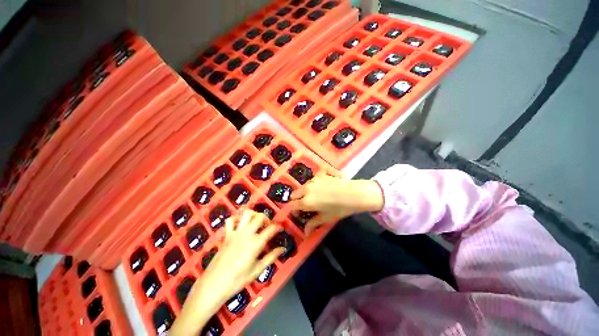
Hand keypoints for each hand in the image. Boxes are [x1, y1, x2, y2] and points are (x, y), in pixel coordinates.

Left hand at [170, 210, 283, 335]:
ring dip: (253, 214)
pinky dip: (236, 219)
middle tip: (268, 225)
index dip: (278, 227)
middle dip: (267, 218)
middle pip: (260, 217)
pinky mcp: (226, 235)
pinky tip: (240, 225)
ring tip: (256, 222)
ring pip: (246, 214)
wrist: (213, 285)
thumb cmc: (237, 280)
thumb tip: (283, 249)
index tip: (281, 228)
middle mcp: (247, 234)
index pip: (271, 229)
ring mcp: (235, 233)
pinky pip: (230, 221)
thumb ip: (271, 257)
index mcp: (256, 243)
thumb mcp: (257, 270)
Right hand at [289, 174, 383, 233]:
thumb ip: (313, 223)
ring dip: (303, 193)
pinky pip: (310, 181)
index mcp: (306, 201)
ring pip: (302, 187)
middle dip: (296, 200)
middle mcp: (306, 189)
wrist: (354, 193)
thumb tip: (305, 232)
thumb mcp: (326, 217)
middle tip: (304, 206)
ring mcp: (313, 181)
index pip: (292, 205)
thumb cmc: (340, 208)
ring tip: (313, 197)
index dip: (293, 210)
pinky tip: (320, 189)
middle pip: (294, 194)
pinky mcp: (319, 176)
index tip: (298, 214)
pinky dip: (311, 186)